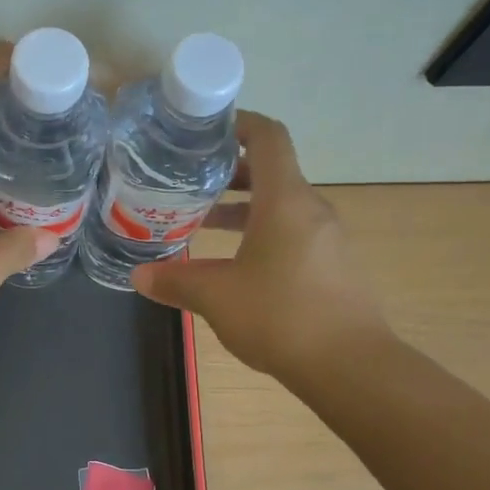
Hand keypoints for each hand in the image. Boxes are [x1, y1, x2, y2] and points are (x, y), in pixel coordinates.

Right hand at [131, 112, 388, 377]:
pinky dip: (261, 232)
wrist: (350, 366)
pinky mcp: (332, 265)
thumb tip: (138, 277)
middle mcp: (310, 209)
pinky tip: (235, 262)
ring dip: (244, 206)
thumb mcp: (217, 297)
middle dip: (230, 170)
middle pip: (272, 171)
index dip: (240, 123)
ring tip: (203, 219)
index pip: (268, 137)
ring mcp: (326, 238)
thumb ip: (175, 281)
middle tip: (190, 179)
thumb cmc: (281, 316)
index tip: (206, 130)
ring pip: (281, 205)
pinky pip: (292, 232)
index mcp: (285, 200)